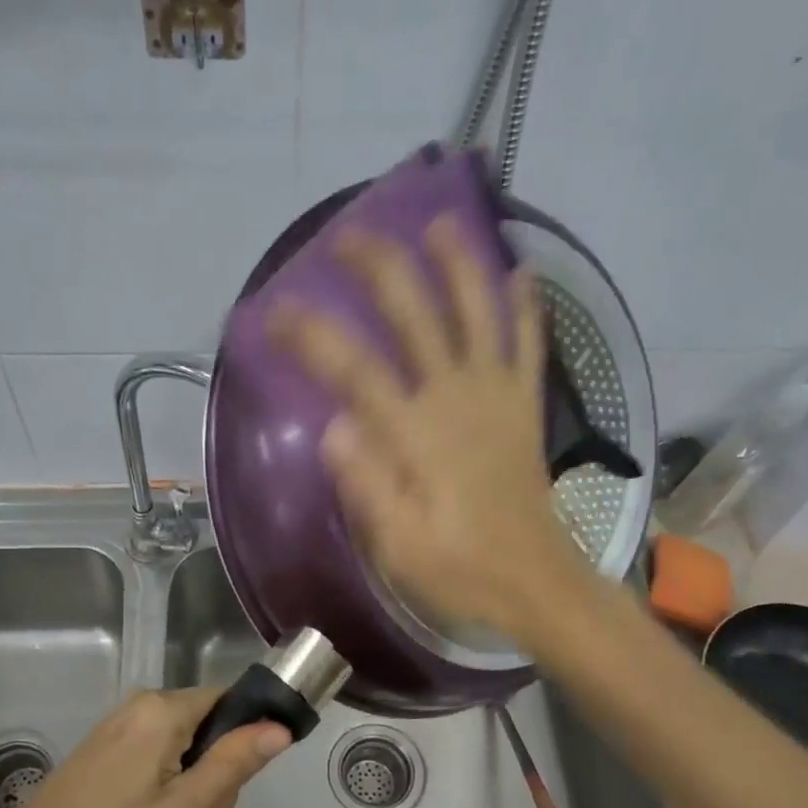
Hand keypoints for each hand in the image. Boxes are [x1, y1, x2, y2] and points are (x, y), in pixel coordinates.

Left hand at [0, 689, 288, 807]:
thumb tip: (280, 728)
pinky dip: (153, 806)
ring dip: (178, 807)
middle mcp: (143, 706)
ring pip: (179, 759)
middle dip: (203, 788)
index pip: (231, 703)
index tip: (224, 791)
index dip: (240, 745)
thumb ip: (235, 764)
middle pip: (205, 736)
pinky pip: (151, 769)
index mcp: (165, 710)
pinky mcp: (105, 748)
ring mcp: (120, 727)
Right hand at [272, 213, 593, 642]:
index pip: (352, 368)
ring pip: (478, 313)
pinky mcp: (525, 408)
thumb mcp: (397, 546)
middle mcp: (455, 399)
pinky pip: (529, 346)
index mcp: (414, 435)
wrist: (535, 583)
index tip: (272, 312)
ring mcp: (496, 397)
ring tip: (439, 223)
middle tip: (347, 237)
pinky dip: (526, 308)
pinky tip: (522, 272)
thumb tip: (334, 426)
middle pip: (414, 316)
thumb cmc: (458, 570)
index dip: (309, 333)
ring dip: (458, 263)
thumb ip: (366, 485)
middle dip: (379, 269)